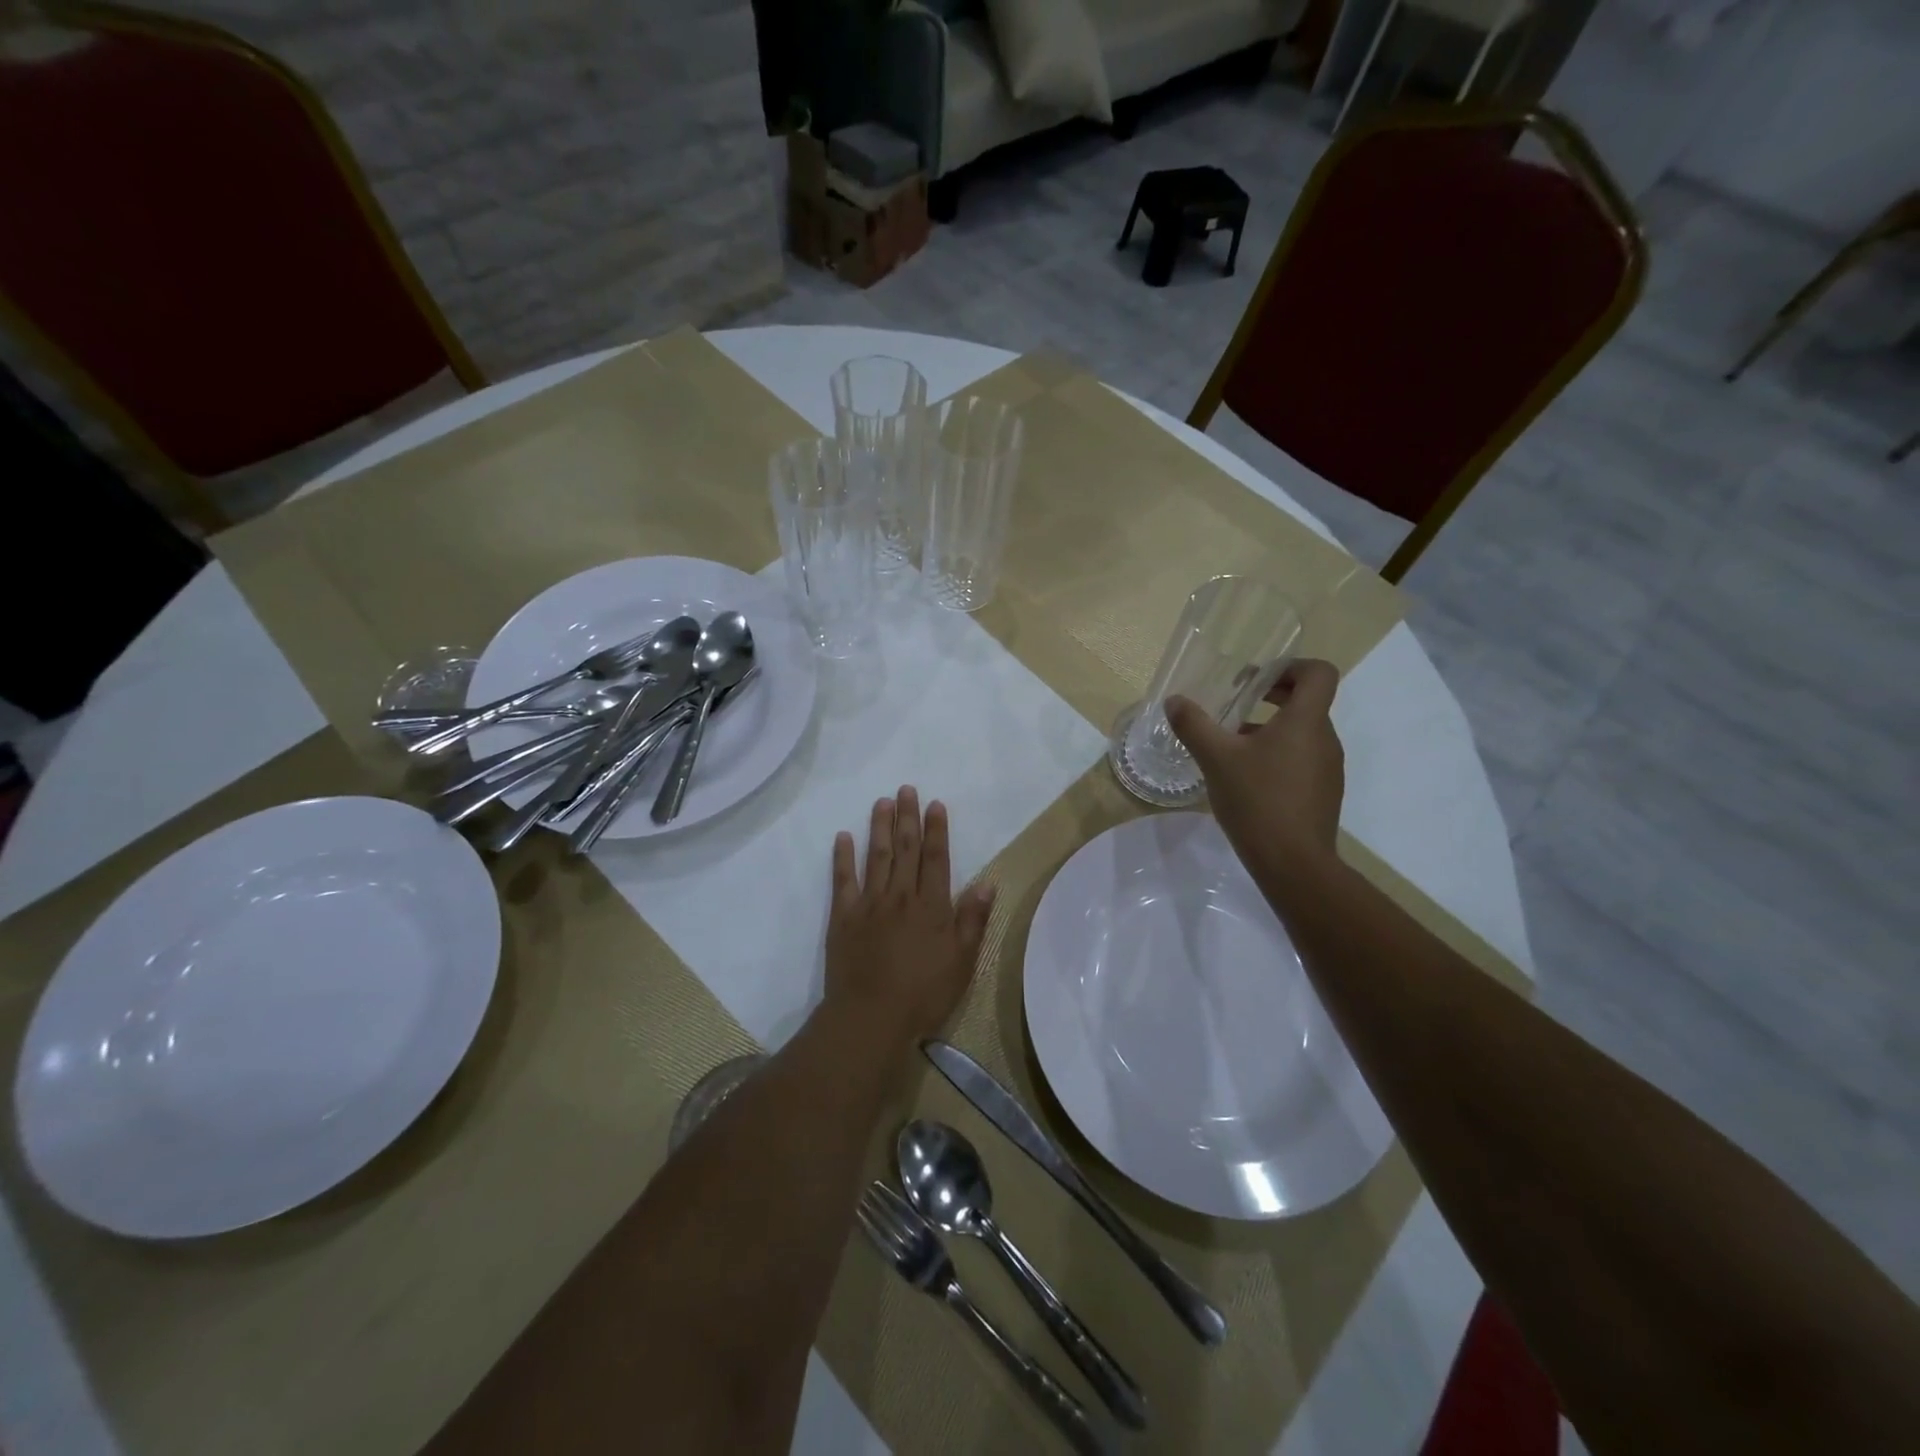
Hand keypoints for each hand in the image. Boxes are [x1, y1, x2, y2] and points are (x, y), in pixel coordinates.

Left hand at [824, 787, 995, 1047]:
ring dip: (879, 827)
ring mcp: (869, 903)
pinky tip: (843, 837)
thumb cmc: (923, 993)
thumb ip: (973, 919)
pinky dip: (842, 857)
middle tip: (906, 789)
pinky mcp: (843, 917)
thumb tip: (988, 882)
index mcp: (931, 906)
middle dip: (908, 817)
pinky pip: (843, 880)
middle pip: (905, 849)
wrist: (871, 1016)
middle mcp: (901, 896)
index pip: (936, 858)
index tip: (935, 804)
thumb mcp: (962, 961)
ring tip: (881, 802)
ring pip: (876, 856)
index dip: (936, 830)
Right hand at [1166, 659, 1344, 872]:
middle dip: (1271, 698)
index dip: (1290, 666)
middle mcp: (1325, 739)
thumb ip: (1194, 725)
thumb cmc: (1257, 800)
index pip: (1318, 673)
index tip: (1257, 679)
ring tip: (1231, 746)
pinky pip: (1301, 761)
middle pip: (1307, 703)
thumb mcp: (1216, 759)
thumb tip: (1174, 702)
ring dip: (1270, 730)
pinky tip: (1245, 779)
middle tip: (1235, 705)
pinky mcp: (1322, 794)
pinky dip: (1277, 757)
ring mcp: (1327, 769)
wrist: (1293, 864)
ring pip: (1301, 734)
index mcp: (1306, 721)